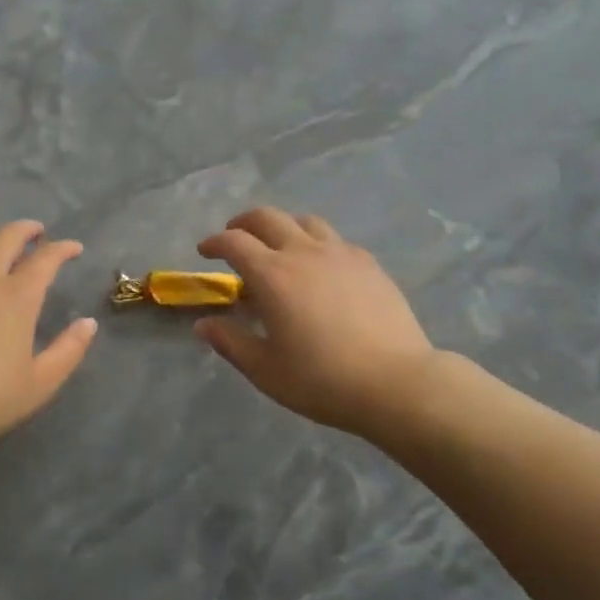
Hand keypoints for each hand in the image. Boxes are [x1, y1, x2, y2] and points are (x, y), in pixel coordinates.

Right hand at [195, 207, 437, 437]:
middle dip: (244, 223)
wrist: (395, 381)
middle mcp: (303, 252)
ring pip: (305, 221)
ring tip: (278, 247)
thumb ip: (231, 342)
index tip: (205, 251)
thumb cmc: (322, 379)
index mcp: (272, 274)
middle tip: (235, 238)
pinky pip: (335, 240)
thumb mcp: (265, 369)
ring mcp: (340, 254)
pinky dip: (316, 243)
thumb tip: (204, 324)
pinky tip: (320, 267)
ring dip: (283, 227)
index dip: (214, 242)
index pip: (234, 242)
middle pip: (267, 218)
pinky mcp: (368, 264)